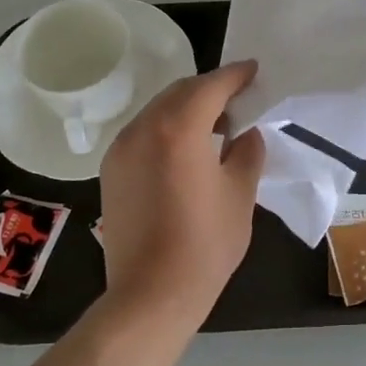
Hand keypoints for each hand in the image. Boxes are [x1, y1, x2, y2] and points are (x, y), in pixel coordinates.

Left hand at [96, 60, 266, 328]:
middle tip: (239, 99)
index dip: (236, 75)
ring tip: (215, 125)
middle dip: (211, 89)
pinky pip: (143, 132)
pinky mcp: (111, 170)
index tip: (254, 71)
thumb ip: (247, 152)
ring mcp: (122, 148)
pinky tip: (186, 149)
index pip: (211, 86)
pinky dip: (167, 127)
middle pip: (181, 91)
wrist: (150, 294)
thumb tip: (246, 134)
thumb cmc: (204, 244)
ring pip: (158, 109)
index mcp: (179, 128)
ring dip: (187, 107)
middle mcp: (144, 128)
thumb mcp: (240, 194)